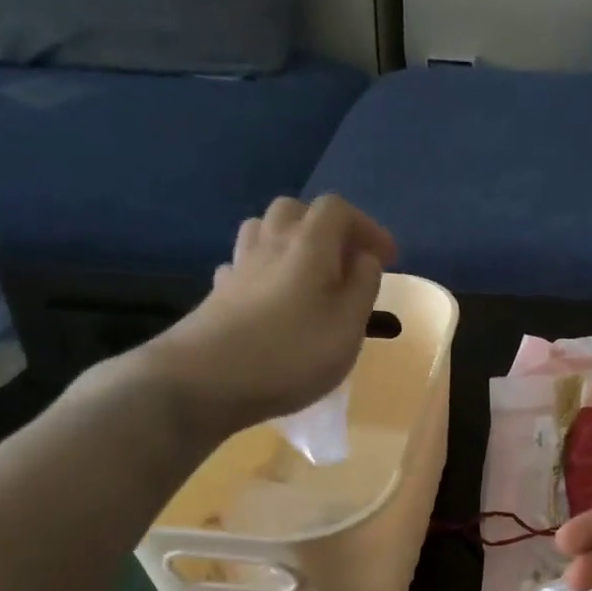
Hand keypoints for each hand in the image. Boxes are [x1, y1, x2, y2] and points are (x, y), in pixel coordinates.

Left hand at [139, 195, 395, 433]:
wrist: (204, 381)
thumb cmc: (292, 353)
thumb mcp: (348, 325)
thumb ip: (363, 286)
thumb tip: (364, 257)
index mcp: (309, 245)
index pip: (337, 209)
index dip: (366, 226)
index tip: (386, 257)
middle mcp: (271, 244)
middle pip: (295, 211)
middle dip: (325, 228)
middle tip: (345, 262)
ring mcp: (239, 267)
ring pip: (263, 231)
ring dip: (290, 244)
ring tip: (309, 276)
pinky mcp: (217, 294)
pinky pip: (243, 265)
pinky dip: (263, 271)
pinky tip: (270, 298)